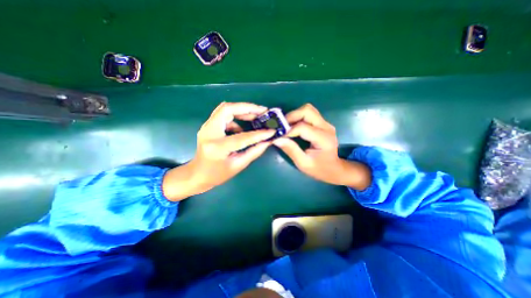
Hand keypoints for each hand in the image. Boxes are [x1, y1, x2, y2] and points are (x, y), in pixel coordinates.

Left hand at [165, 101, 275, 200]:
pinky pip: (224, 115)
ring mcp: (206, 127)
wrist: (197, 174)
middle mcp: (209, 132)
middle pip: (228, 109)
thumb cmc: (217, 174)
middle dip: (247, 108)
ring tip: (256, 116)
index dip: (259, 134)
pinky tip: (242, 127)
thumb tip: (268, 141)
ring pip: (225, 108)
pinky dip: (236, 117)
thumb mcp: (238, 165)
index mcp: (217, 147)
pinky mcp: (208, 125)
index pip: (242, 137)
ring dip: (242, 110)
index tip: (271, 131)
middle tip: (263, 111)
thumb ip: (254, 151)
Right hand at [272, 104, 370, 189]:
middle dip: (291, 116)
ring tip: (287, 126)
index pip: (302, 127)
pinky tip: (293, 127)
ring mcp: (325, 124)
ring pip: (308, 109)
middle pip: (307, 111)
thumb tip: (276, 139)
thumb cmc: (319, 169)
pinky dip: (298, 117)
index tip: (278, 136)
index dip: (288, 131)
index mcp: (323, 139)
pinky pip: (309, 114)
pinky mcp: (322, 123)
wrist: (334, 169)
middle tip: (282, 127)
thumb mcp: (303, 163)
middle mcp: (326, 127)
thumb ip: (291, 150)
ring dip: (295, 115)